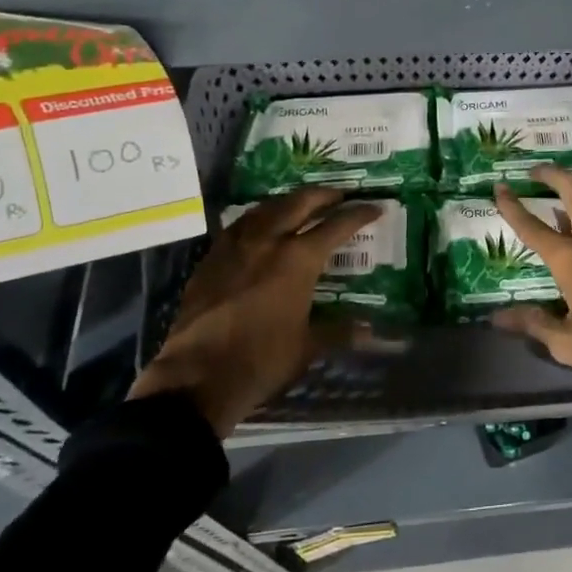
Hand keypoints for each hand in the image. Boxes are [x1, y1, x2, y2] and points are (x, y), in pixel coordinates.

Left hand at [130, 188, 380, 435]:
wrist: (196, 376)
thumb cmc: (260, 360)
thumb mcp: (306, 347)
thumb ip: (339, 331)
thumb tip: (370, 331)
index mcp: (298, 259)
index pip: (337, 226)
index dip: (359, 214)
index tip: (376, 208)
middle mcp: (268, 241)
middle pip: (300, 202)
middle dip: (324, 194)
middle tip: (340, 195)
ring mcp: (236, 245)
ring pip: (267, 207)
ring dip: (290, 200)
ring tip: (303, 203)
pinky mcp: (212, 257)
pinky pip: (241, 224)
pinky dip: (260, 216)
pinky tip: (261, 225)